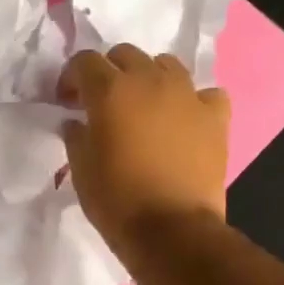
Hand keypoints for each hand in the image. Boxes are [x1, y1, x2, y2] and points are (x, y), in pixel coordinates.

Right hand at [60, 45, 231, 255]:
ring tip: (144, 105)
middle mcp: (149, 81)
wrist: (172, 230)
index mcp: (110, 90)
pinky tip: (184, 118)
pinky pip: (205, 92)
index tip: (68, 101)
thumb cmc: (116, 199)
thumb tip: (76, 122)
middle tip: (103, 101)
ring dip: (149, 77)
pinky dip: (193, 100)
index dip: (71, 78)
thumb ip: (76, 135)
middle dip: (109, 71)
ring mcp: (187, 95)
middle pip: (125, 54)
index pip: (84, 61)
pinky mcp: (215, 117)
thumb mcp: (80, 167)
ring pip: (166, 64)